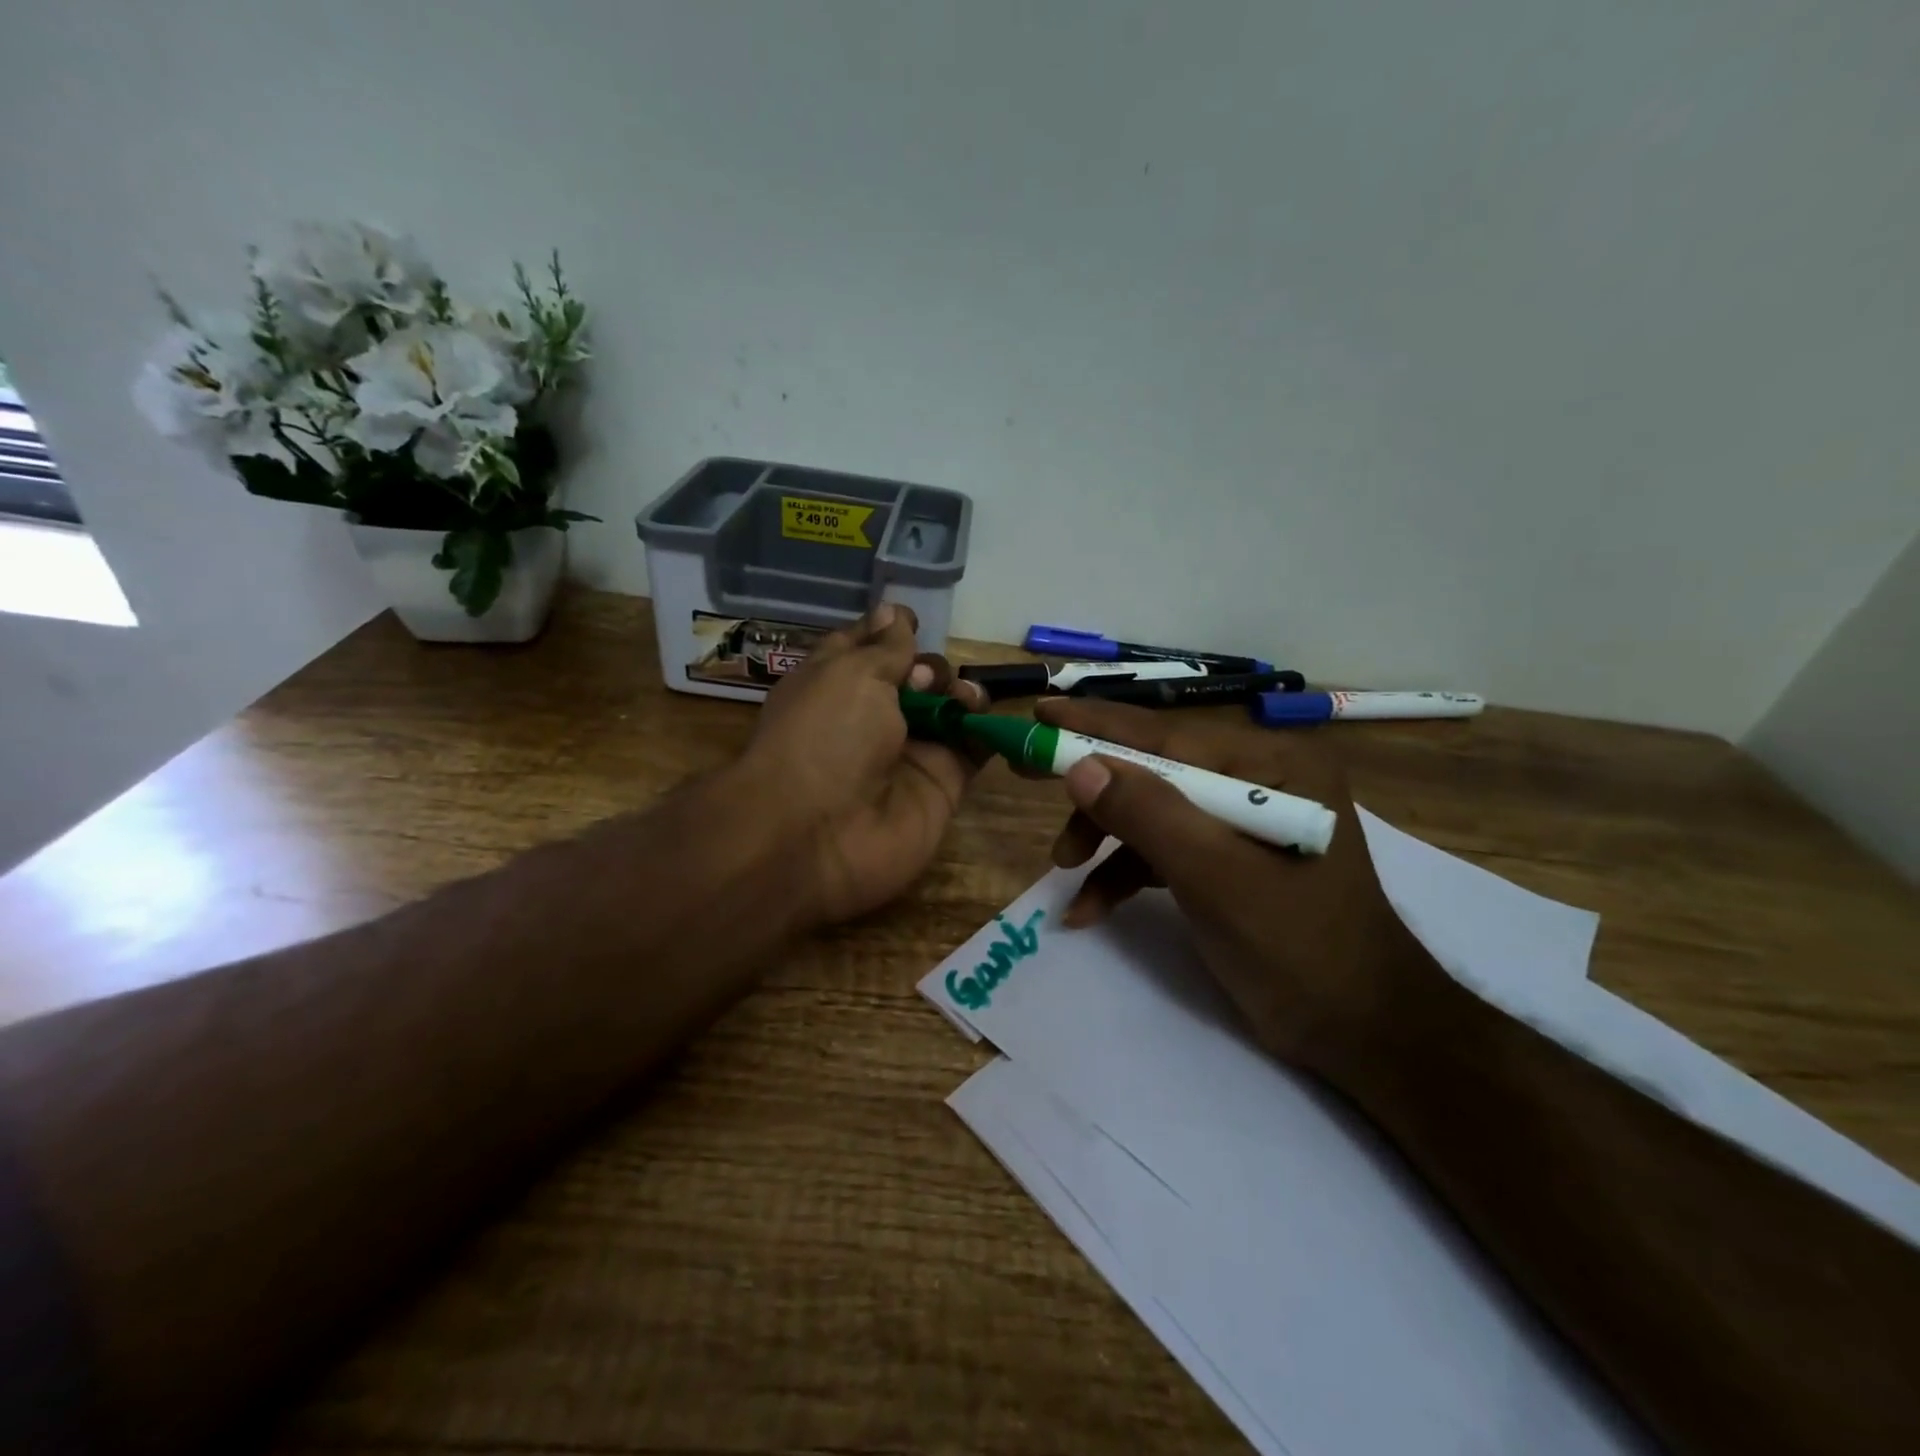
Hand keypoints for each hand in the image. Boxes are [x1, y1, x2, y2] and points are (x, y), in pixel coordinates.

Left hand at [739, 603, 988, 926]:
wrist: (816, 835)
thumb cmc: (824, 736)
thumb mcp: (850, 673)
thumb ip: (886, 646)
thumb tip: (896, 611)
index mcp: (837, 683)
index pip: (871, 646)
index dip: (892, 630)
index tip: (913, 621)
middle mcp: (873, 716)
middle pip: (918, 678)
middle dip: (930, 667)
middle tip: (923, 681)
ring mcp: (909, 753)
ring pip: (949, 711)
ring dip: (961, 694)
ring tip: (961, 699)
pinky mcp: (941, 786)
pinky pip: (972, 750)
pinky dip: (985, 729)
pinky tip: (982, 717)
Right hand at [1033, 696, 1438, 1078]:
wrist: (1359, 1033)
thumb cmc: (1298, 947)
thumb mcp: (1216, 877)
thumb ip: (1149, 815)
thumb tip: (1081, 766)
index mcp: (1271, 766)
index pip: (1167, 736)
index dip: (1096, 725)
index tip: (1039, 714)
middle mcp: (1256, 780)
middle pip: (1153, 770)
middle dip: (1095, 793)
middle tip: (1026, 775)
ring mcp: (1240, 820)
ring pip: (1151, 812)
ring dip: (1104, 840)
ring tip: (1064, 871)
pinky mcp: (1226, 858)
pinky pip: (1163, 850)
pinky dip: (1124, 874)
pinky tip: (1090, 909)